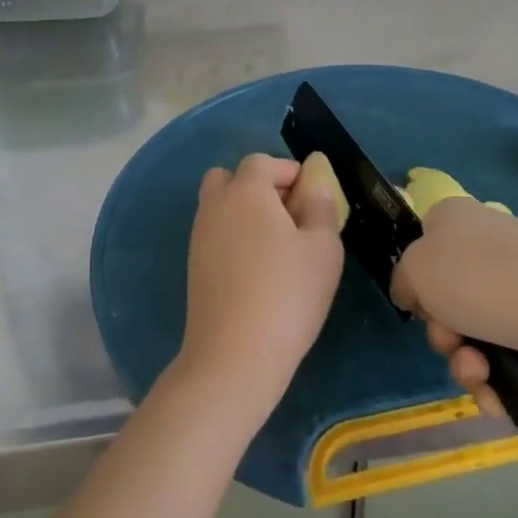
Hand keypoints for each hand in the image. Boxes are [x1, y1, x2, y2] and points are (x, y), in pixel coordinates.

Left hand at [174, 154, 344, 420]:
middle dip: (258, 186)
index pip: (261, 162)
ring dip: (244, 212)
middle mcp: (215, 206)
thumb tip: (312, 188)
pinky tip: (258, 269)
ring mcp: (199, 237)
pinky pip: (215, 234)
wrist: (234, 355)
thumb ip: (320, 208)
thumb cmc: (288, 294)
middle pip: (230, 178)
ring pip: (219, 206)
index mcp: (246, 191)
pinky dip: (233, 237)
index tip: (311, 194)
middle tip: (289, 214)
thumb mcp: (323, 248)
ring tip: (278, 245)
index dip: (287, 171)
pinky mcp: (194, 267)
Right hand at [391, 197, 517, 417]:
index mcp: (453, 219)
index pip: (423, 245)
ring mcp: (517, 283)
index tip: (418, 303)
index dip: (416, 279)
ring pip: (473, 332)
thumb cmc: (478, 278)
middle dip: (442, 332)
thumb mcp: (415, 269)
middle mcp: (485, 244)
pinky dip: (495, 377)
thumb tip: (415, 294)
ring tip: (479, 371)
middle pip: (445, 297)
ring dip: (465, 362)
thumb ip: (403, 279)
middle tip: (450, 340)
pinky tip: (496, 391)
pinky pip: (504, 354)